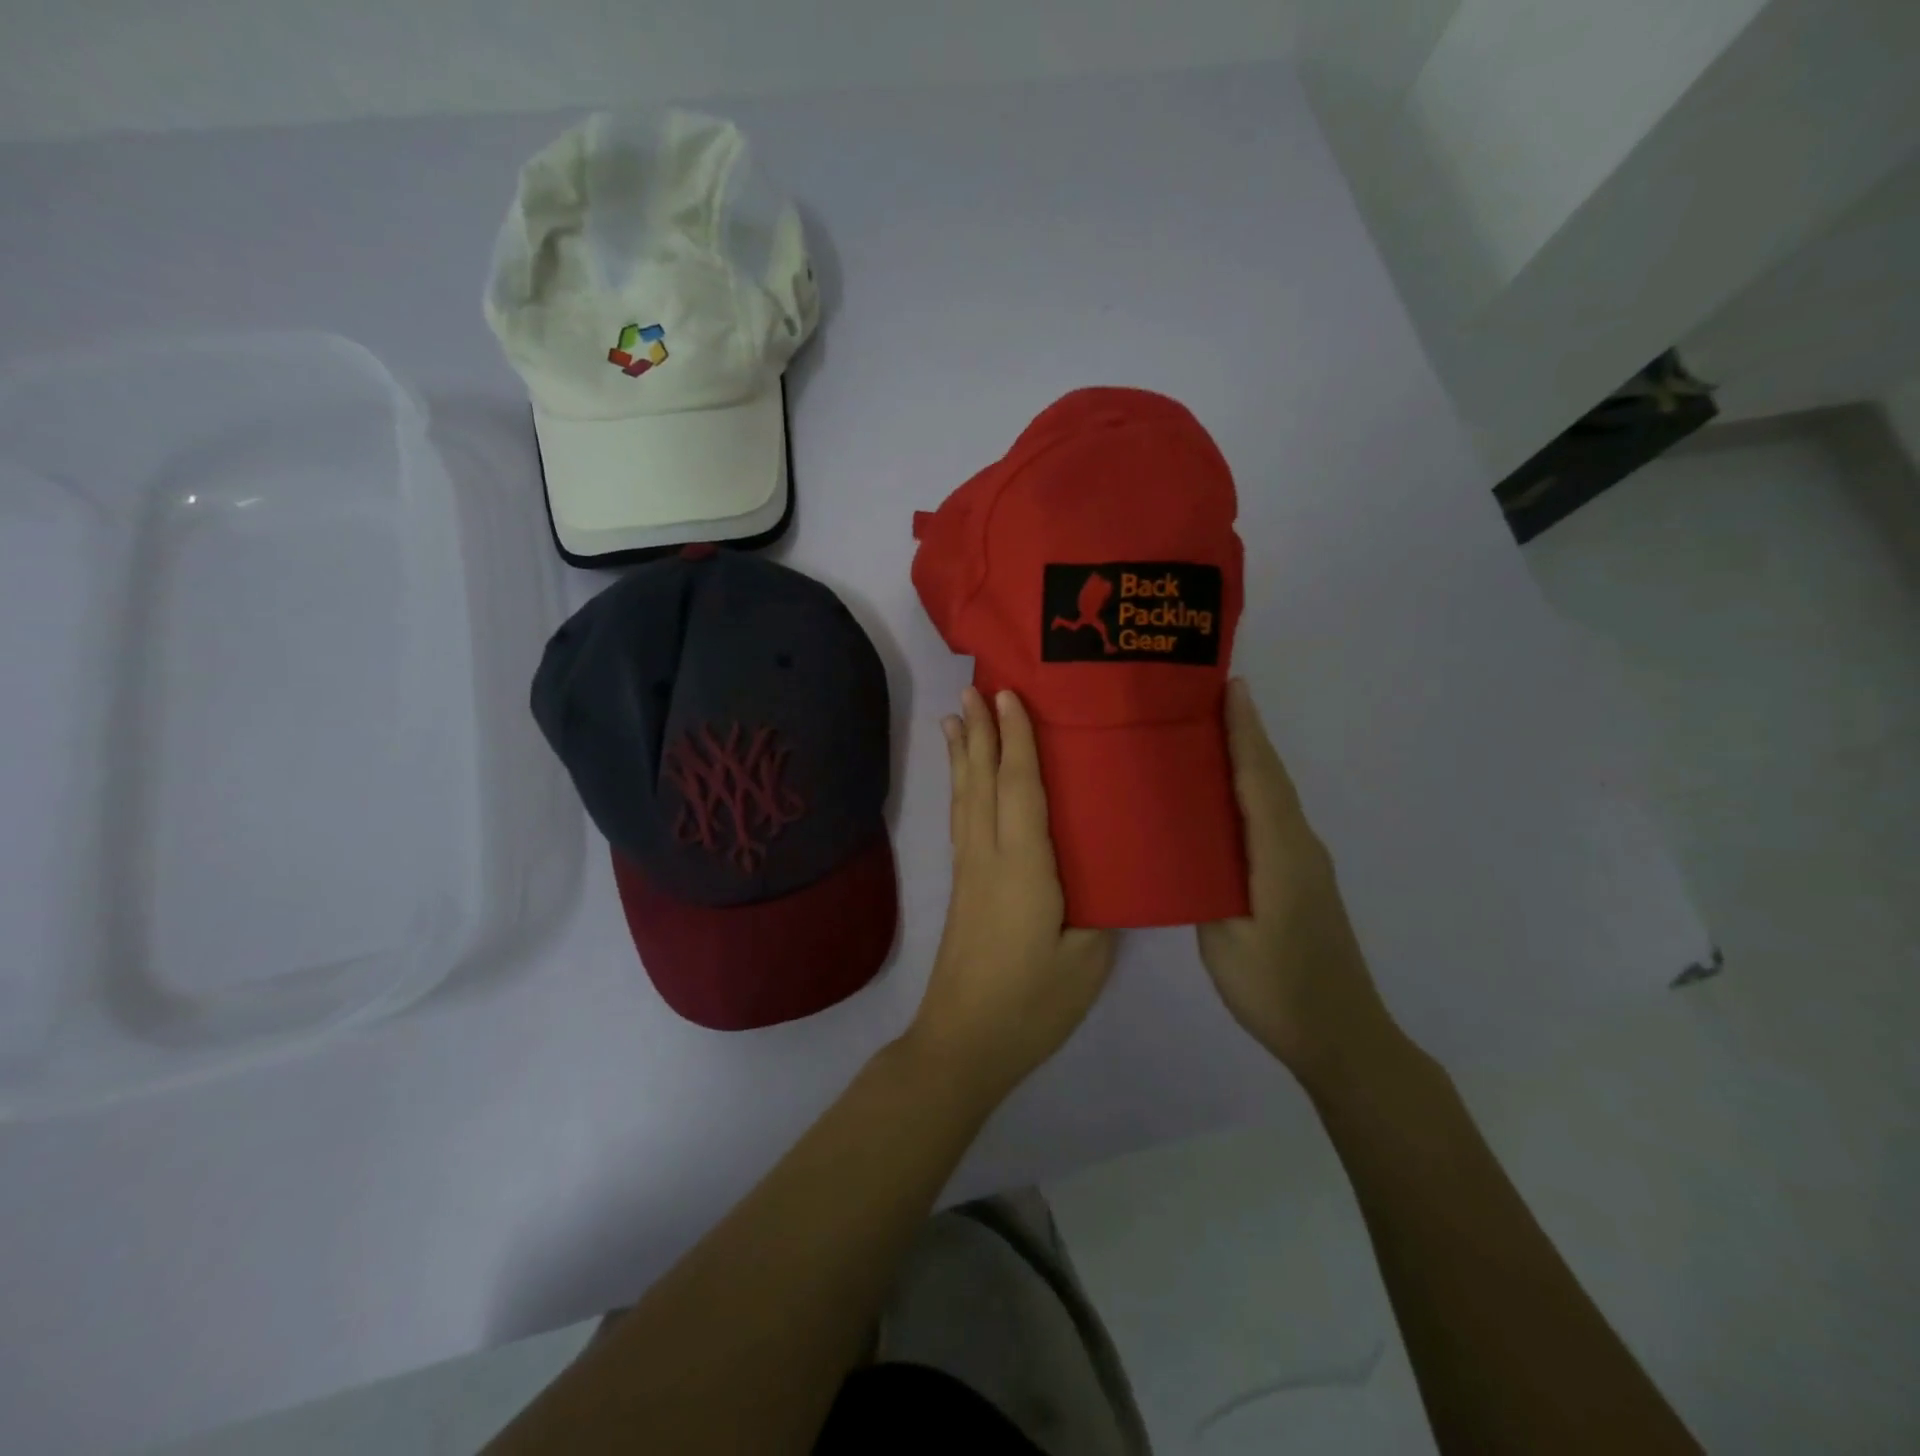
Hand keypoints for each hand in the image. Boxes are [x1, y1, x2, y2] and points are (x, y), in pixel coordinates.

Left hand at [908, 687, 1116, 1099]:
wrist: (964, 1043)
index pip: (1019, 788)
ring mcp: (969, 871)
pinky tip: (961, 781)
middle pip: (982, 781)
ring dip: (963, 754)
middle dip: (979, 731)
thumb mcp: (1088, 958)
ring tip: (955, 717)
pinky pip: (962, 820)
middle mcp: (988, 856)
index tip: (1008, 695)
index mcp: (1023, 866)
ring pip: (965, 798)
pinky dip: (960, 788)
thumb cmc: (1032, 1003)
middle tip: (973, 686)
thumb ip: (1098, 906)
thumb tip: (1106, 868)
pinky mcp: (962, 887)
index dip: (1015, 739)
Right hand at [1197, 680, 1399, 1090]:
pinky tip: (1223, 798)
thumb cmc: (1278, 990)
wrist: (1342, 1036)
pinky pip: (1272, 819)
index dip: (1245, 732)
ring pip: (1273, 797)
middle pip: (1271, 778)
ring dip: (1249, 760)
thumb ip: (1205, 886)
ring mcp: (1305, 864)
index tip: (1230, 688)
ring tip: (1208, 735)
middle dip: (1246, 733)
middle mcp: (1300, 847)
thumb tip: (1185, 848)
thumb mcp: (1225, 940)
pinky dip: (1252, 792)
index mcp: (1281, 855)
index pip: (1261, 780)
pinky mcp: (1300, 879)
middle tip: (1208, 698)